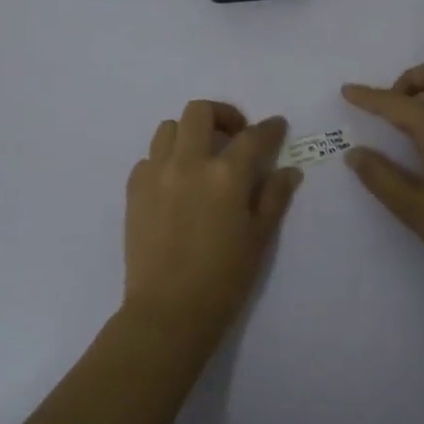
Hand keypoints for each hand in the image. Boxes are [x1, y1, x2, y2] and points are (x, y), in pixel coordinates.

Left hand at [123, 101, 301, 344]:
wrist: (168, 312)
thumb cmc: (224, 279)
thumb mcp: (259, 238)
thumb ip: (274, 197)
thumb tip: (289, 170)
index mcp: (226, 174)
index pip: (253, 136)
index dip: (269, 128)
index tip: (276, 127)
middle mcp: (189, 162)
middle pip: (200, 111)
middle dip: (222, 116)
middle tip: (233, 136)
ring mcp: (156, 173)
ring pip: (169, 127)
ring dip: (189, 133)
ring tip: (200, 156)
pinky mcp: (134, 190)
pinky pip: (148, 158)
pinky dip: (165, 160)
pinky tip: (175, 183)